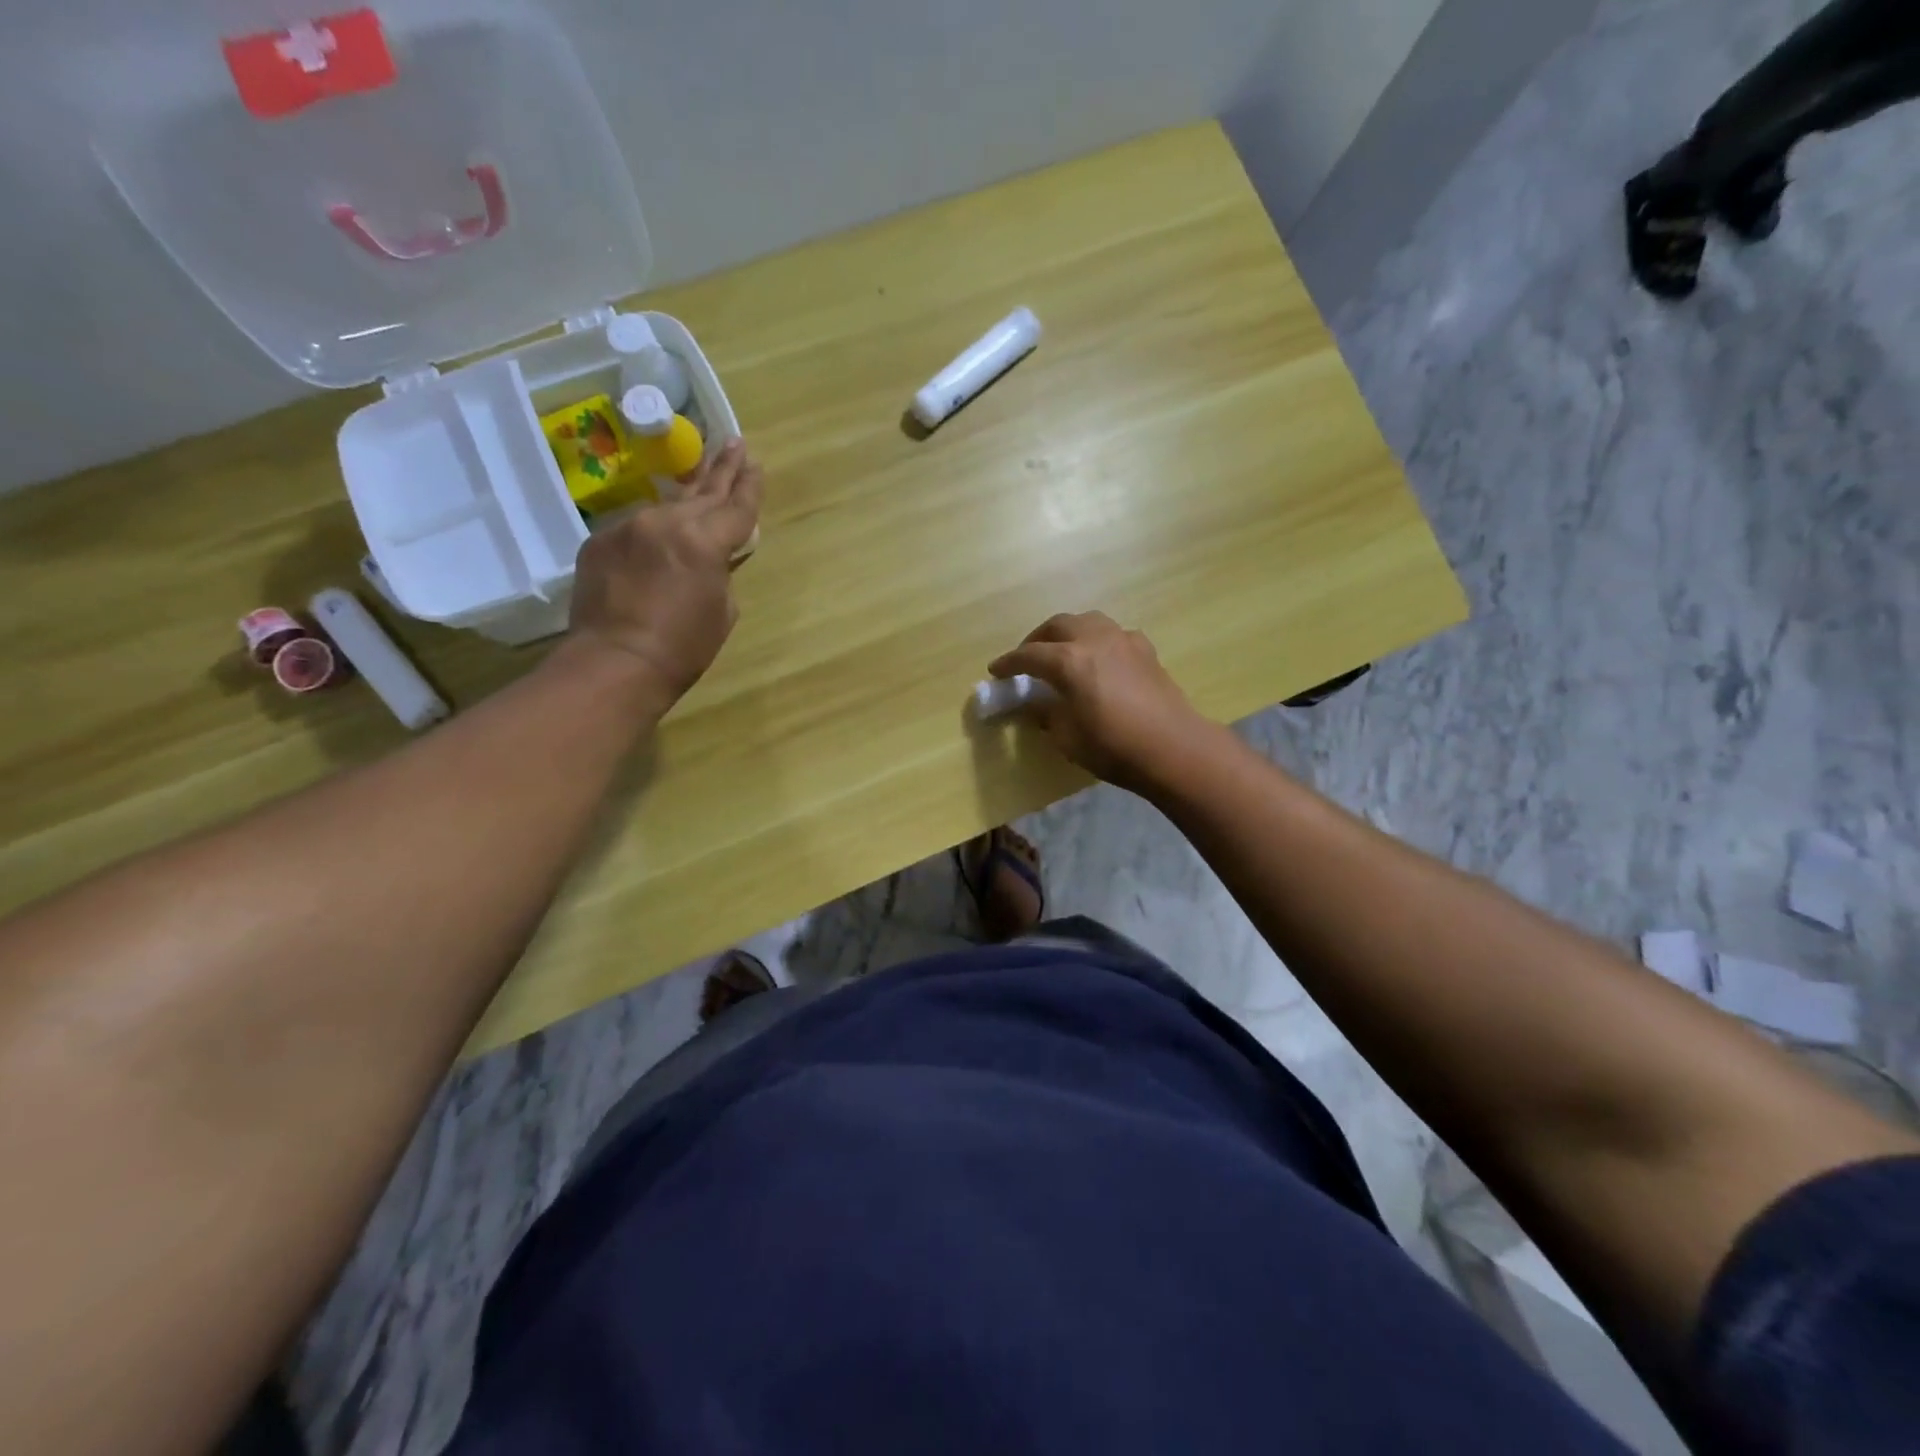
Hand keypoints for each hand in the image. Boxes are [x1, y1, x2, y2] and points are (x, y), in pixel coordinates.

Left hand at [565, 438, 763, 709]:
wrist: (615, 663)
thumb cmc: (682, 648)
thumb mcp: (722, 612)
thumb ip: (720, 574)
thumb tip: (711, 562)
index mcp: (705, 541)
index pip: (737, 506)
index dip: (750, 486)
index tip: (756, 462)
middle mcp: (666, 522)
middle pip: (703, 492)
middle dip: (722, 469)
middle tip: (734, 443)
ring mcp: (627, 528)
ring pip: (666, 507)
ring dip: (685, 497)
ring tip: (699, 479)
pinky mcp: (599, 542)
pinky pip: (633, 530)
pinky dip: (650, 532)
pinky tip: (657, 538)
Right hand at [989, 612, 1216, 793]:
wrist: (1174, 748)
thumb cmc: (1114, 747)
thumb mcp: (1068, 738)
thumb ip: (1048, 714)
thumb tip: (1038, 704)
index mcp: (1069, 661)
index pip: (1029, 655)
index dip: (1009, 663)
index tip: (996, 670)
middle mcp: (1094, 640)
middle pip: (1057, 626)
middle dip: (1037, 640)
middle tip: (1027, 658)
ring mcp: (1123, 640)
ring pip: (1087, 621)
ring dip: (1068, 632)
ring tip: (1061, 651)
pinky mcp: (1145, 650)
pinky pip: (1113, 634)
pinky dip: (1097, 640)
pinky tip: (1099, 659)